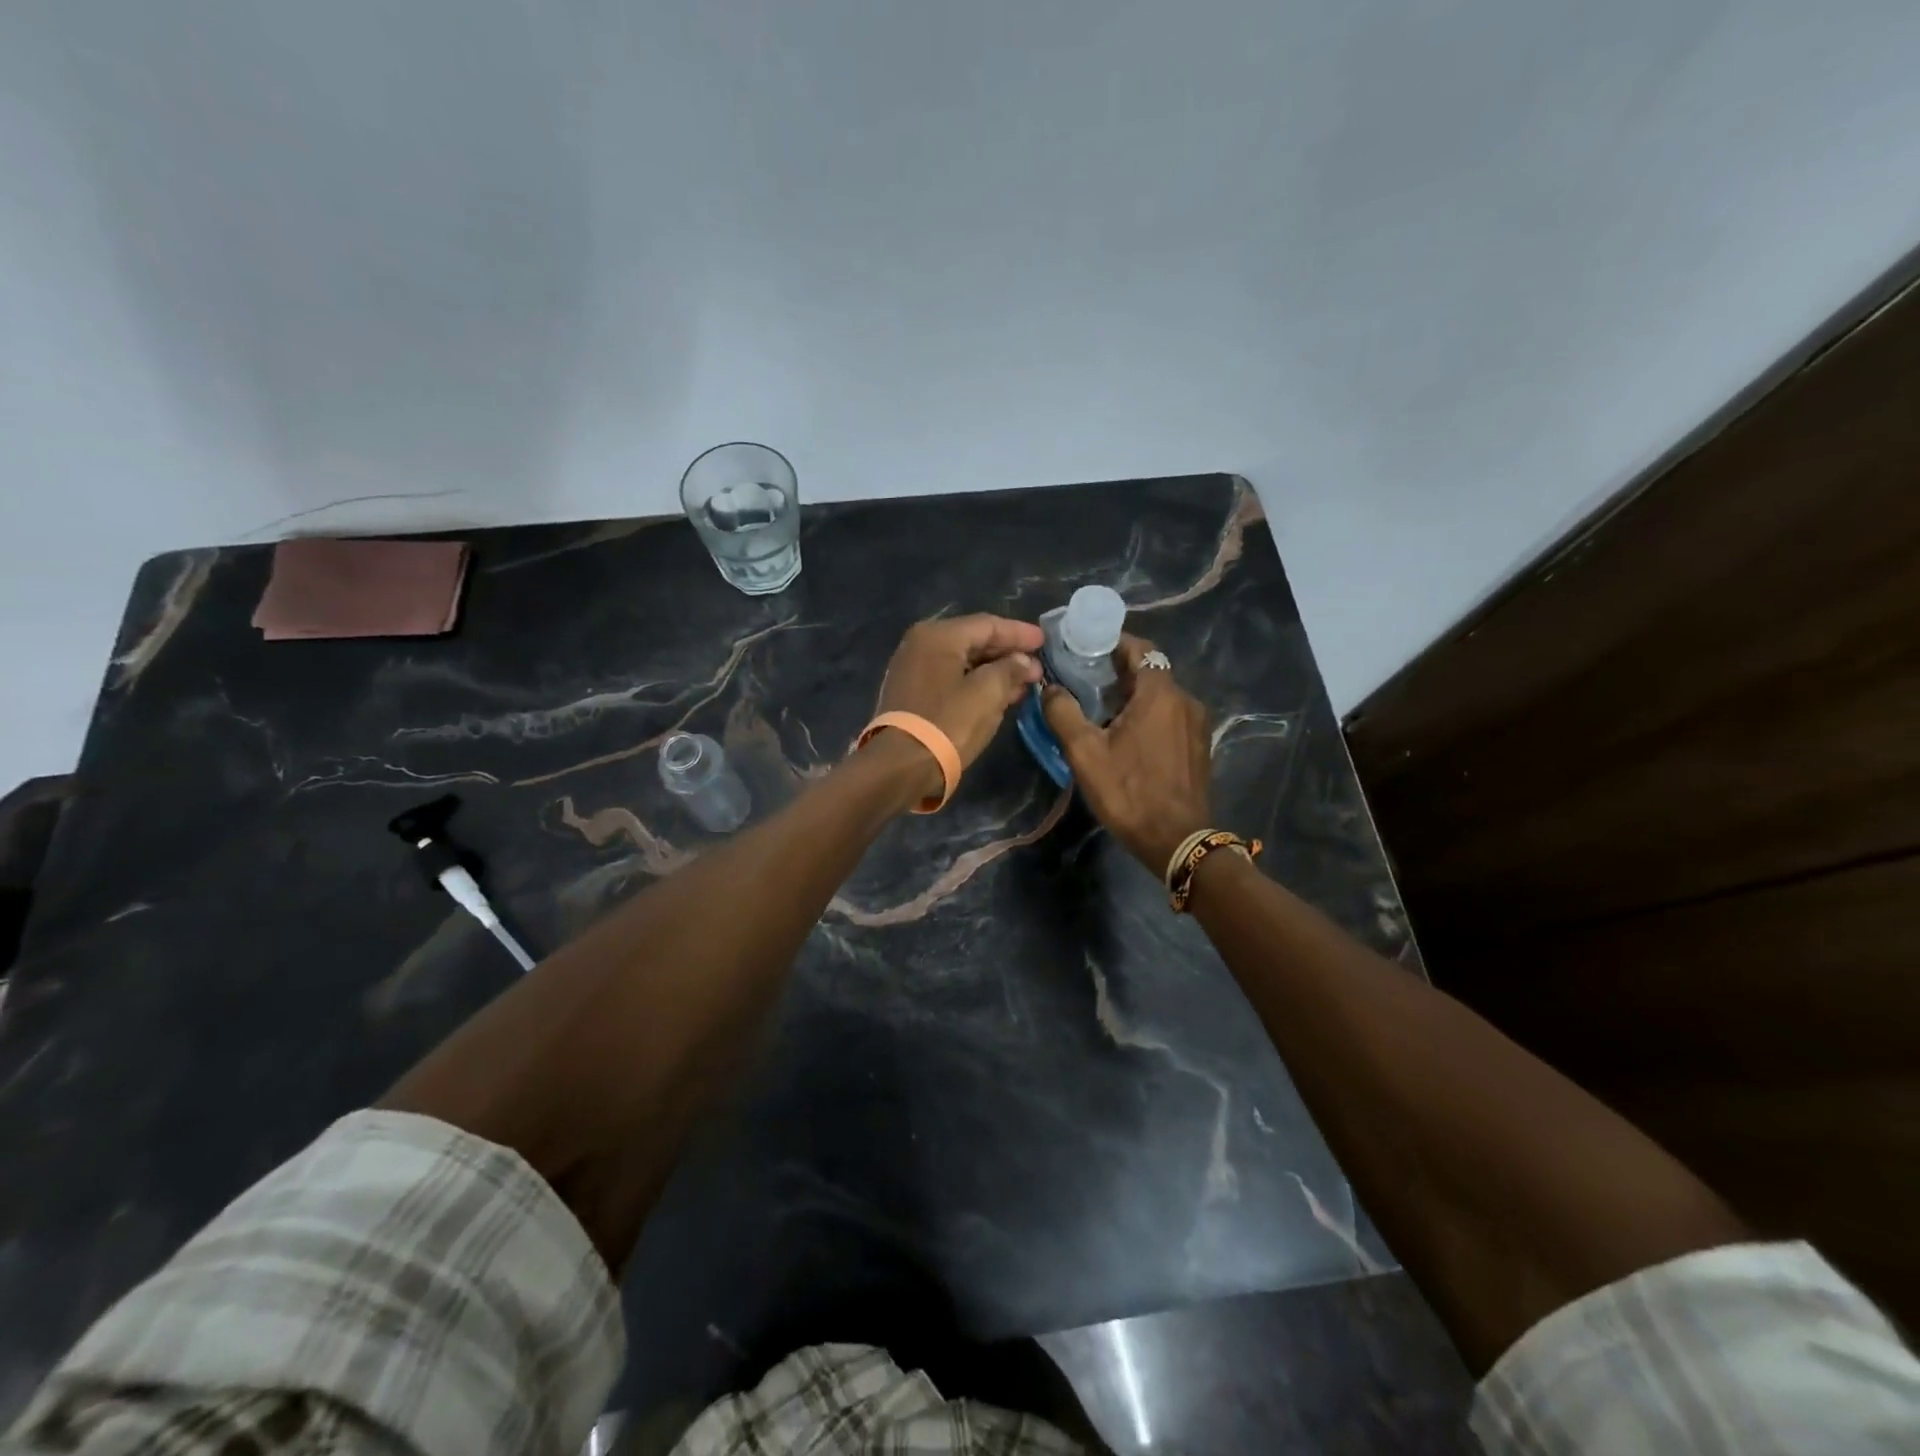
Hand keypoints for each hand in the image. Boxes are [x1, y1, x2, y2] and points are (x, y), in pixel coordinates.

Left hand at [871, 613, 1044, 797]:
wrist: (900, 766)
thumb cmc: (947, 723)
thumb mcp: (987, 694)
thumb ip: (1009, 670)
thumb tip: (1022, 661)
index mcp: (938, 636)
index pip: (987, 624)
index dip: (1019, 633)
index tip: (1044, 641)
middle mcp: (921, 644)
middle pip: (973, 641)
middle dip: (1008, 654)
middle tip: (1037, 668)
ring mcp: (913, 669)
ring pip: (963, 663)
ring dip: (994, 672)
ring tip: (1023, 684)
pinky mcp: (911, 694)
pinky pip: (951, 680)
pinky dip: (976, 684)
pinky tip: (998, 697)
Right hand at [1043, 633, 1211, 872]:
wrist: (1178, 841)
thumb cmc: (1129, 792)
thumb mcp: (1084, 753)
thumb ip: (1063, 713)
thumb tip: (1049, 688)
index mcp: (1160, 693)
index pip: (1140, 648)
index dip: (1113, 643)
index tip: (1086, 649)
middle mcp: (1186, 699)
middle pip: (1150, 671)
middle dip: (1118, 671)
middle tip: (1085, 682)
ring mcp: (1197, 724)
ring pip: (1161, 696)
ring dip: (1133, 696)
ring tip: (1101, 711)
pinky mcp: (1199, 746)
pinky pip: (1171, 716)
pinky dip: (1149, 715)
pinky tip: (1127, 736)